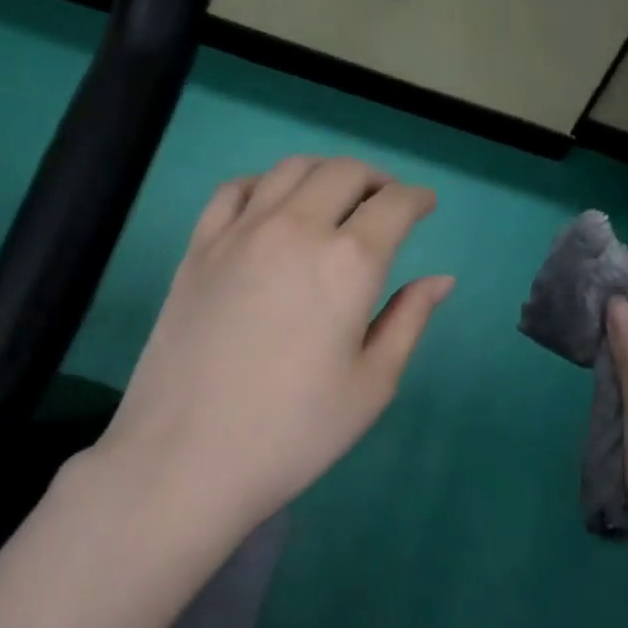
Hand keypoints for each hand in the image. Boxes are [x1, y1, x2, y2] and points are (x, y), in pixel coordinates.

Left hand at [94, 156, 453, 549]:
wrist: (187, 457)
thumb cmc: (294, 433)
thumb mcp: (371, 386)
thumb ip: (408, 321)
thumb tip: (440, 279)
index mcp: (348, 263)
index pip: (394, 205)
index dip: (417, 199)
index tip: (426, 204)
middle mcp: (295, 229)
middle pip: (343, 173)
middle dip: (376, 179)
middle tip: (386, 203)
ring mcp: (238, 233)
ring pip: (289, 170)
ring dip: (324, 174)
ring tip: (336, 198)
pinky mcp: (198, 248)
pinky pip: (234, 189)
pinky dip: (264, 183)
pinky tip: (271, 205)